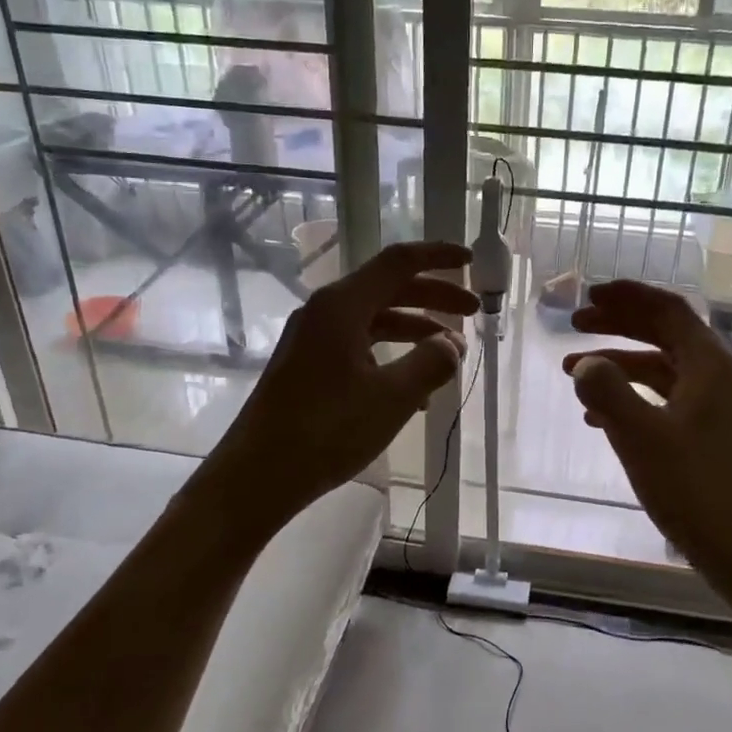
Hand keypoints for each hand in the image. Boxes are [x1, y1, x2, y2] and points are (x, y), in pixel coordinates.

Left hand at [208, 241, 476, 520]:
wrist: (258, 474)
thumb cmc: (327, 430)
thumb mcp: (392, 397)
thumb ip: (431, 363)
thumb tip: (452, 344)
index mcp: (342, 306)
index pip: (399, 263)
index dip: (438, 256)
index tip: (472, 260)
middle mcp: (325, 312)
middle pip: (389, 289)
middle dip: (434, 296)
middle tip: (473, 311)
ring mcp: (313, 339)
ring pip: (375, 320)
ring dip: (415, 329)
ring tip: (450, 353)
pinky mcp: (308, 366)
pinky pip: (359, 347)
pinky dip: (392, 355)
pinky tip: (414, 390)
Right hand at [565, 280, 731, 599]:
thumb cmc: (696, 489)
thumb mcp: (640, 437)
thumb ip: (608, 392)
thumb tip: (586, 365)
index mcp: (709, 365)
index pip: (666, 310)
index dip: (627, 297)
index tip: (589, 295)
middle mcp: (717, 378)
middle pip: (664, 335)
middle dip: (618, 327)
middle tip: (575, 325)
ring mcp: (717, 409)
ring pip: (662, 371)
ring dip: (619, 367)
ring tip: (574, 376)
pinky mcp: (711, 437)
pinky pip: (666, 402)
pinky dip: (633, 399)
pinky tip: (600, 420)